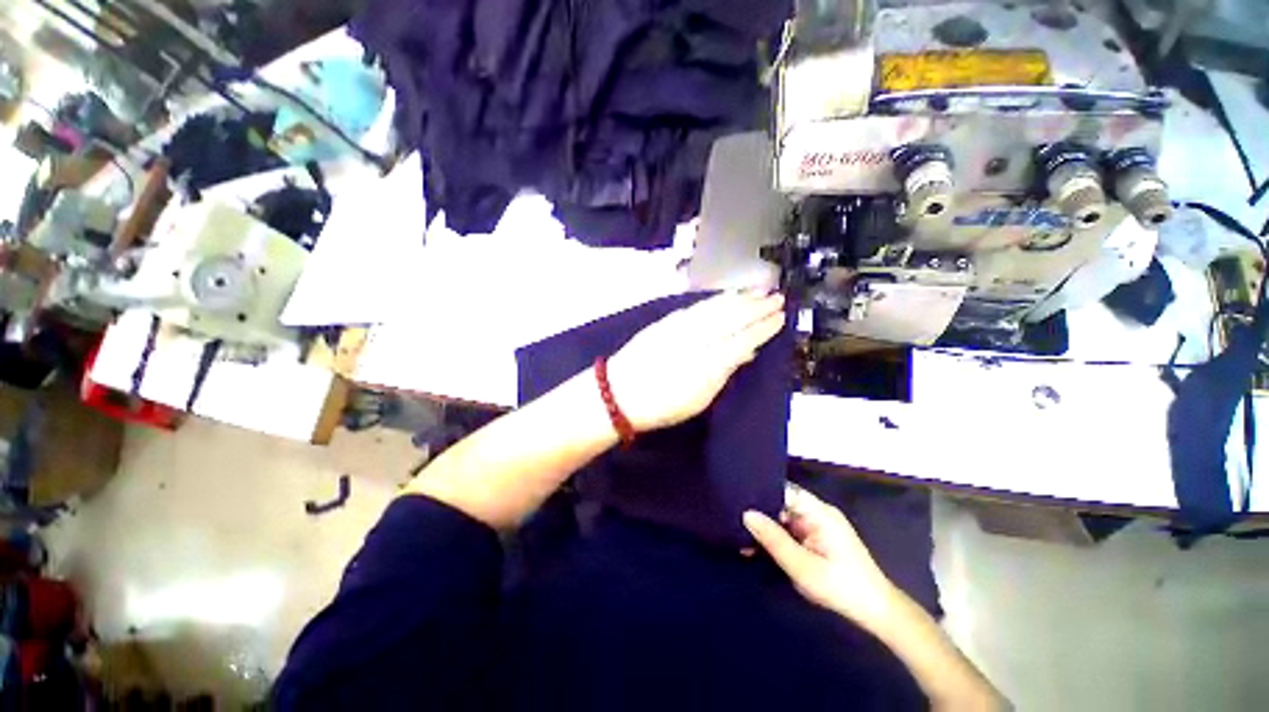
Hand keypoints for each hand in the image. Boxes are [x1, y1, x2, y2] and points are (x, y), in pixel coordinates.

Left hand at [606, 290, 785, 431]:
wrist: (618, 392)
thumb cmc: (661, 404)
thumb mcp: (699, 399)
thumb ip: (724, 372)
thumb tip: (745, 353)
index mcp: (708, 363)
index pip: (743, 339)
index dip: (763, 327)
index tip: (781, 317)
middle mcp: (696, 339)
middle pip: (732, 317)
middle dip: (756, 305)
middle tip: (777, 296)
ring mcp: (679, 327)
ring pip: (715, 308)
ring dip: (738, 298)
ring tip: (757, 290)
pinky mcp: (666, 321)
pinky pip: (697, 306)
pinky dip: (715, 300)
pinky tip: (725, 296)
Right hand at [744, 483, 899, 628]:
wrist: (877, 613)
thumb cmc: (841, 588)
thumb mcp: (803, 566)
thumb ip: (774, 540)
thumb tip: (746, 513)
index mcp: (819, 512)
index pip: (784, 490)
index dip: (761, 490)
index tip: (737, 495)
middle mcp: (818, 513)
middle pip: (782, 503)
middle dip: (760, 512)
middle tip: (733, 518)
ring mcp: (818, 526)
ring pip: (784, 518)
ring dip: (766, 528)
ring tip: (739, 534)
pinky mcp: (817, 539)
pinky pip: (790, 531)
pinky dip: (776, 538)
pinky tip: (757, 547)